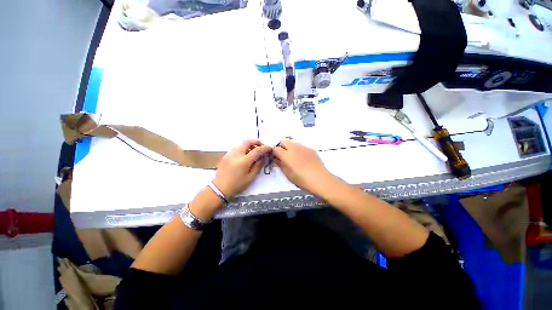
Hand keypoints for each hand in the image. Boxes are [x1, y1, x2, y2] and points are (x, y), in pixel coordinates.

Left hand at [212, 140, 272, 198]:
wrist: (219, 188)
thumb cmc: (237, 184)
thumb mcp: (250, 177)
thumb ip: (258, 166)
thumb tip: (263, 157)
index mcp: (243, 161)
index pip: (256, 150)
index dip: (265, 148)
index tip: (270, 148)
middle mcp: (236, 154)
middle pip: (247, 142)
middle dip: (256, 142)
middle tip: (261, 146)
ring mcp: (230, 153)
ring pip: (241, 143)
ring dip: (249, 144)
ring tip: (254, 150)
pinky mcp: (226, 155)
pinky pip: (237, 147)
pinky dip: (243, 147)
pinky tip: (245, 154)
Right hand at [273, 139, 334, 195]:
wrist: (320, 179)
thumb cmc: (301, 179)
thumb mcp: (287, 174)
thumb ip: (280, 164)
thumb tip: (276, 159)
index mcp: (286, 155)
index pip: (276, 148)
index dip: (274, 153)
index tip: (276, 158)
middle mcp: (294, 147)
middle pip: (283, 141)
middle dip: (281, 147)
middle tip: (283, 156)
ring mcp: (303, 147)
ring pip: (292, 142)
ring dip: (289, 147)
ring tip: (293, 157)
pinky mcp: (310, 149)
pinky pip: (301, 146)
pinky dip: (298, 149)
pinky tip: (302, 158)